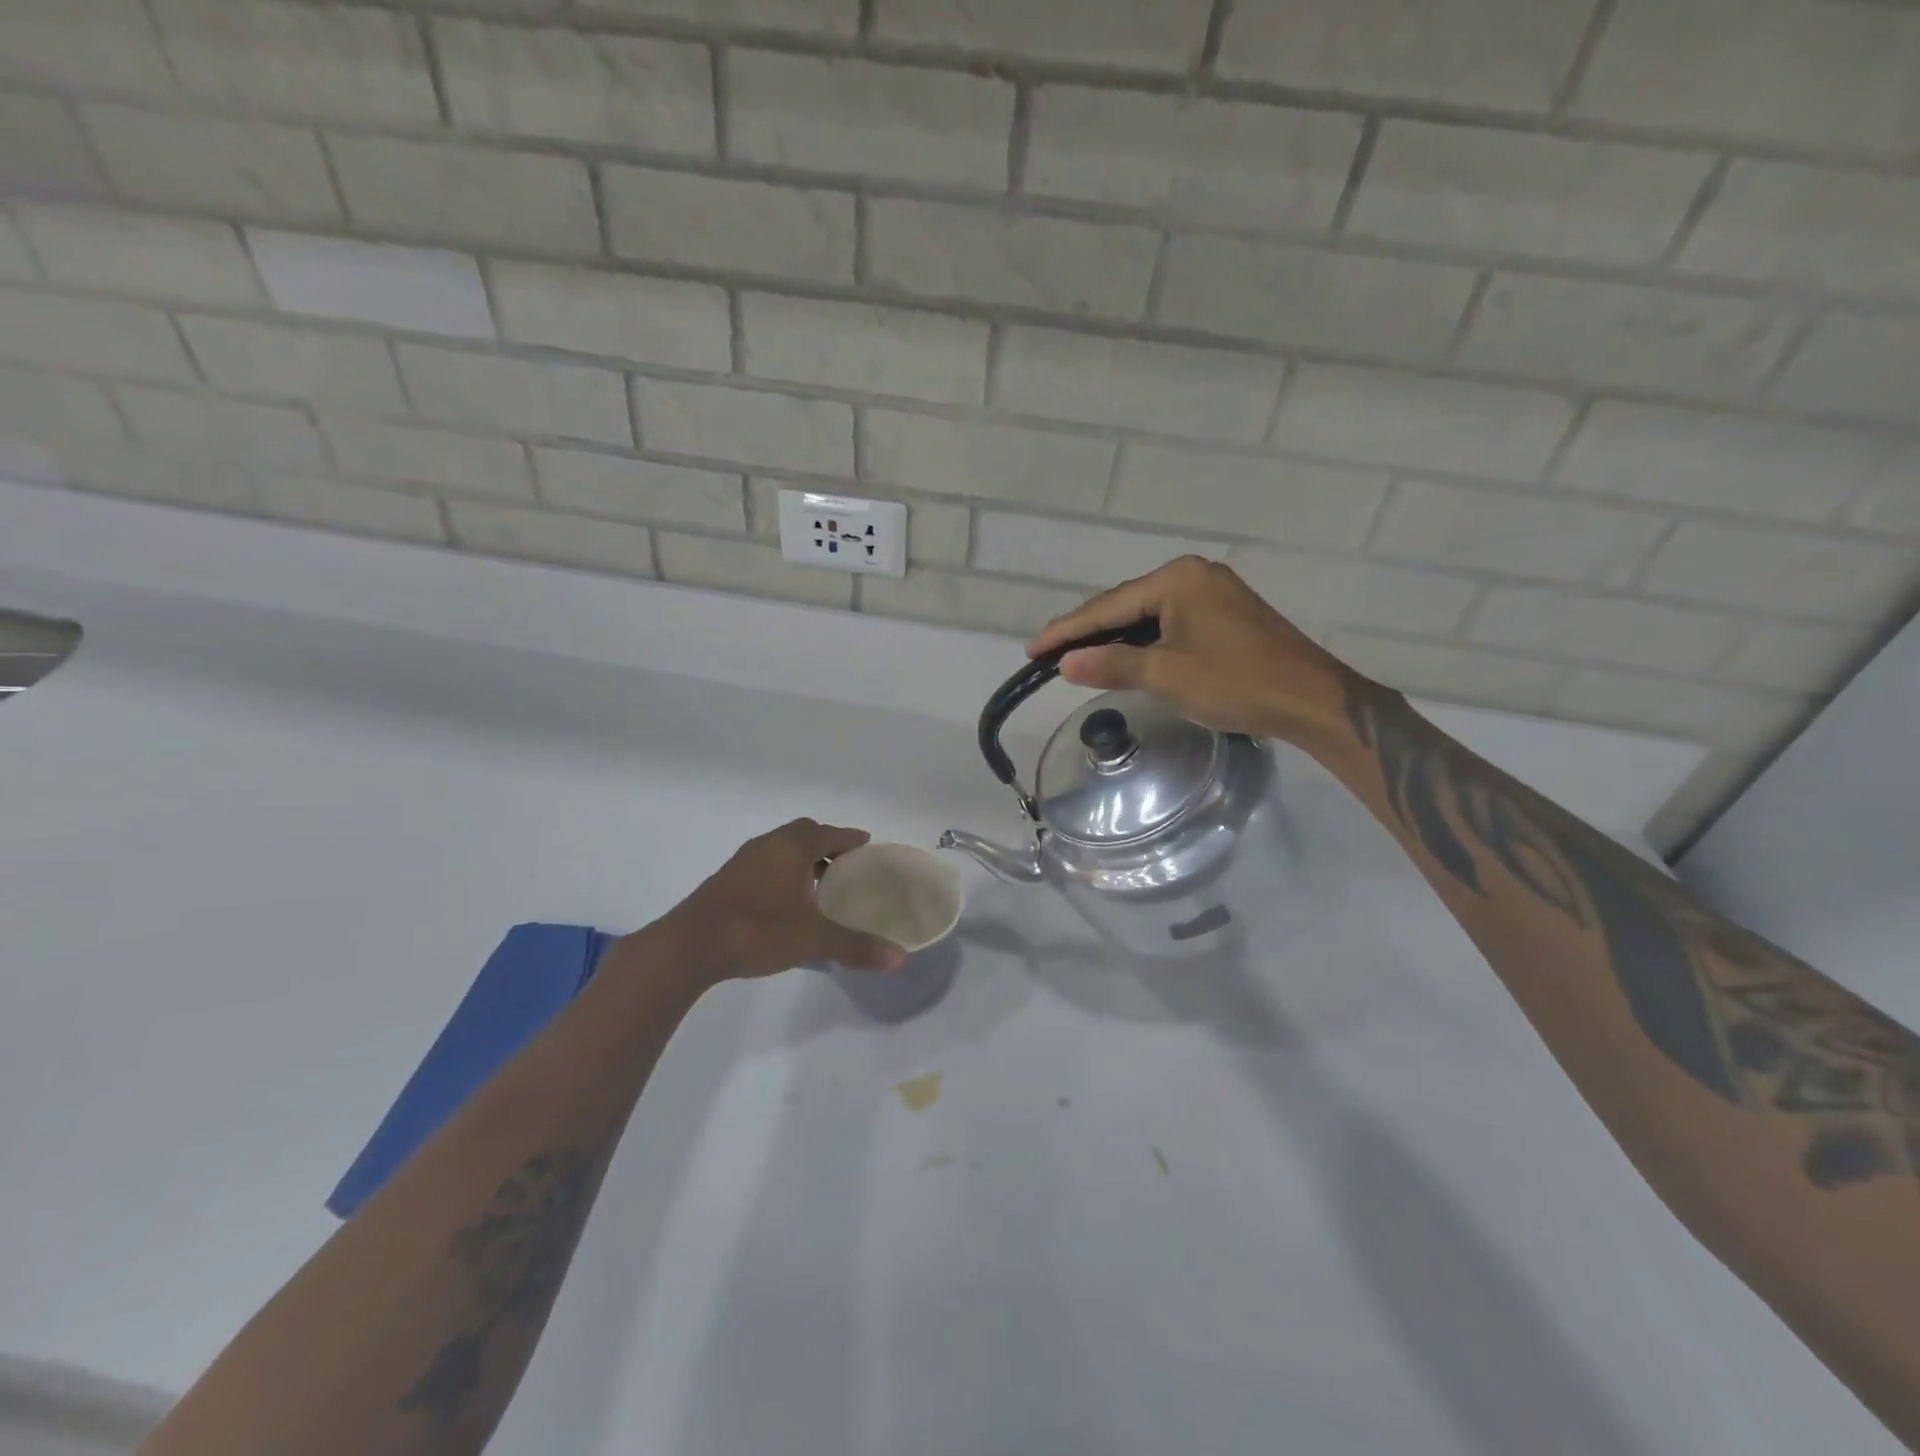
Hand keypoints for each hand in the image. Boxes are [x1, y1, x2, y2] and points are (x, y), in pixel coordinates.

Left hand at [653, 819, 906, 985]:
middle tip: (847, 866)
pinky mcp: (726, 882)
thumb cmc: (756, 931)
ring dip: (803, 860)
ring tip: (822, 885)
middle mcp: (767, 845)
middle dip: (827, 845)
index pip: (829, 832)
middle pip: (803, 834)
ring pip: (781, 850)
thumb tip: (900, 958)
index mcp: (791, 847)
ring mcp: (742, 862)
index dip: (850, 838)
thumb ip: (855, 946)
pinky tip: (788, 903)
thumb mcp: (812, 940)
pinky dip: (784, 874)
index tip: (868, 845)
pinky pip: (765, 866)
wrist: (688, 946)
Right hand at [1027, 556, 1355, 742]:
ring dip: (1114, 639)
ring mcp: (1213, 593)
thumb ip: (1113, 664)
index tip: (1032, 650)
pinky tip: (1125, 657)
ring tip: (1077, 658)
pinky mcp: (1225, 615)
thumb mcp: (1167, 675)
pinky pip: (1169, 624)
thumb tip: (1066, 663)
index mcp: (1178, 579)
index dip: (1067, 630)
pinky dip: (1143, 642)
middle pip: (1126, 605)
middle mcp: (1194, 575)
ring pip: (1148, 616)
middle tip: (1048, 655)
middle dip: (1088, 632)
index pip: (1108, 606)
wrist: (1311, 700)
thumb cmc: (1237, 683)